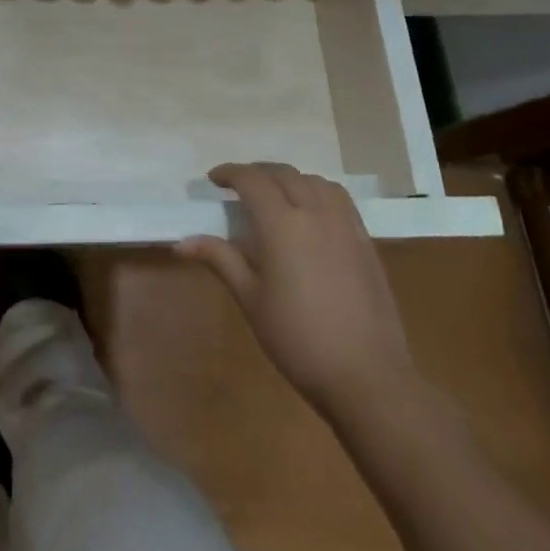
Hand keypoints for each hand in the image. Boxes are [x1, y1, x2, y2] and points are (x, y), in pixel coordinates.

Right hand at [178, 163, 414, 423]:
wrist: (368, 377)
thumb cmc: (299, 339)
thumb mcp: (251, 300)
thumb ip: (220, 260)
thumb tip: (181, 243)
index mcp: (282, 224)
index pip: (251, 179)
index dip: (229, 173)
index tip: (213, 180)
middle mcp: (314, 212)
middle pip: (282, 174)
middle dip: (257, 173)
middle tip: (238, 187)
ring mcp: (344, 225)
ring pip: (314, 181)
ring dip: (289, 179)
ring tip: (275, 196)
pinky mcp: (364, 241)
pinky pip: (338, 198)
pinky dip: (318, 191)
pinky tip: (312, 213)